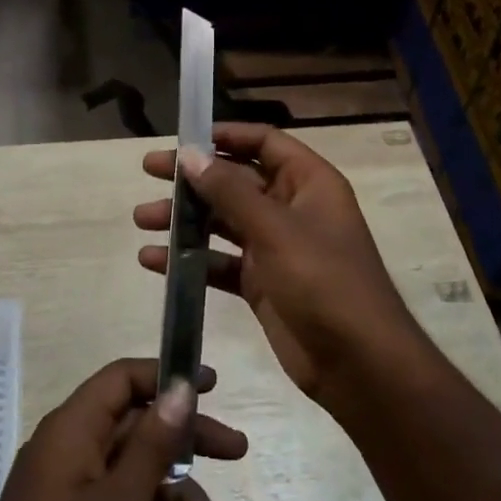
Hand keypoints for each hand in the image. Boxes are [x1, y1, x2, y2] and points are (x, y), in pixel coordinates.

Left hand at [0, 359, 247, 500]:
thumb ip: (152, 445)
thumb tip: (180, 387)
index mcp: (69, 432)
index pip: (120, 379)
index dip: (165, 376)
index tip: (211, 386)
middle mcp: (66, 452)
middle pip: (134, 427)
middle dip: (186, 442)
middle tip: (236, 451)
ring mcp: (66, 493)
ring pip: (131, 473)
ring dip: (175, 495)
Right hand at [136, 123, 425, 405]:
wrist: (359, 364)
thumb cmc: (324, 282)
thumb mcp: (276, 230)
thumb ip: (229, 191)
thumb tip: (190, 154)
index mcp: (308, 183)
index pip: (263, 143)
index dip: (225, 136)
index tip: (183, 138)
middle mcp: (291, 208)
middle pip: (235, 180)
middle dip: (193, 178)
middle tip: (149, 171)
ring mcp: (275, 247)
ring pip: (222, 221)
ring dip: (184, 219)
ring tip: (142, 220)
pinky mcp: (261, 283)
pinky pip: (219, 261)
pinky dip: (189, 259)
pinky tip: (153, 261)